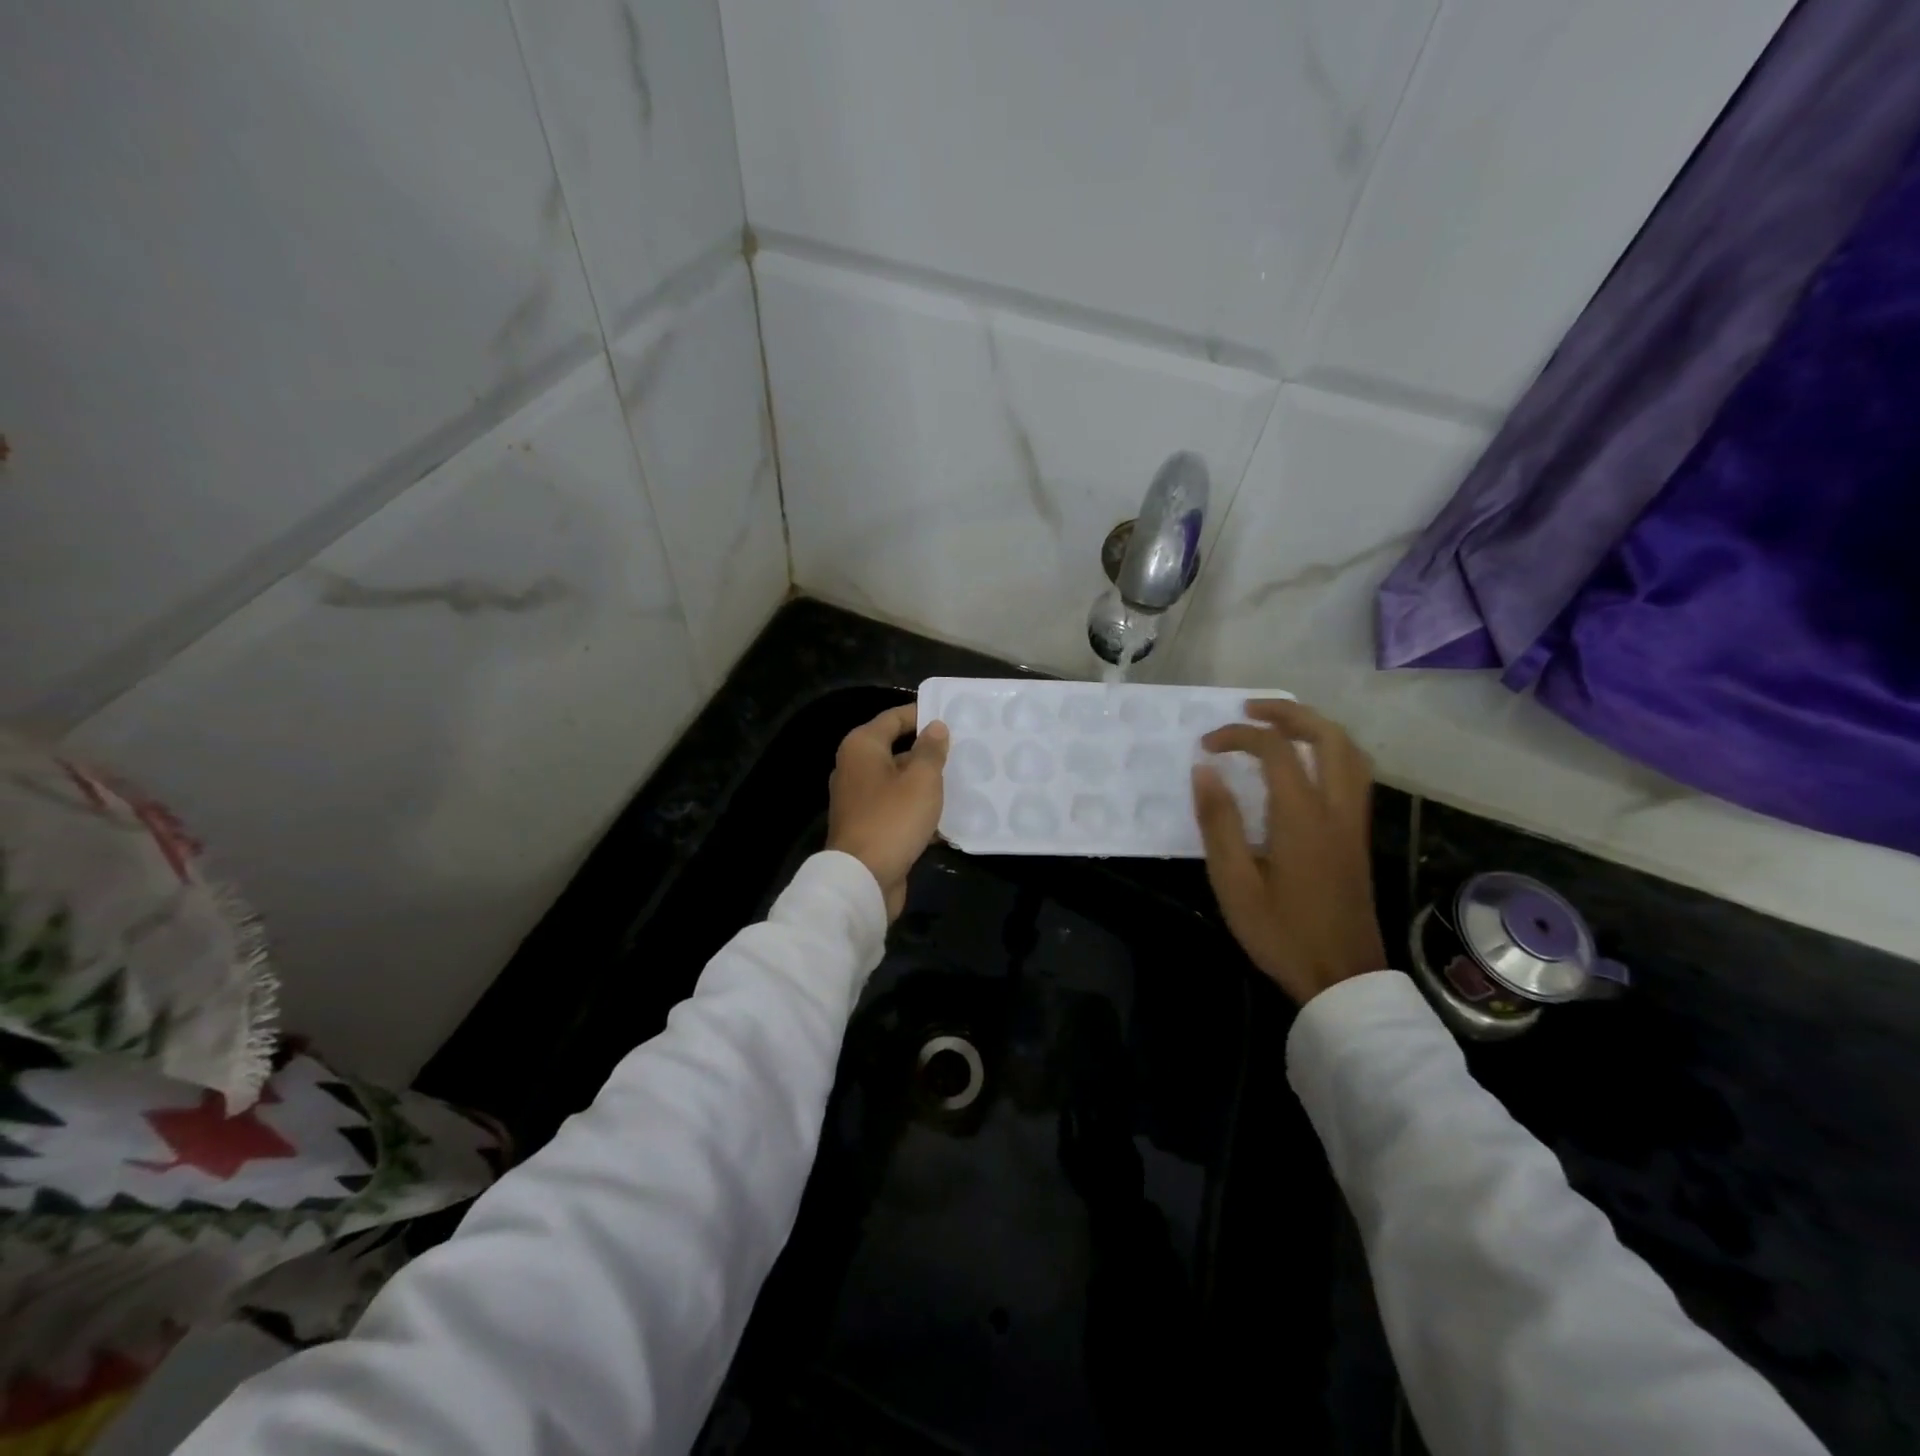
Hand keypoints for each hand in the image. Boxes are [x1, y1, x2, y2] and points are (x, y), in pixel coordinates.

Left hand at [826, 704, 949, 921]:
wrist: (863, 878)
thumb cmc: (893, 819)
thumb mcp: (922, 780)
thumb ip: (931, 750)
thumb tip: (935, 727)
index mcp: (862, 747)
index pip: (894, 718)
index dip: (922, 714)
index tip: (952, 717)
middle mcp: (855, 768)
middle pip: (896, 750)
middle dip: (928, 752)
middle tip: (963, 750)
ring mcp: (859, 800)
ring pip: (899, 782)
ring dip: (926, 784)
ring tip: (962, 782)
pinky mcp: (867, 826)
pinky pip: (897, 808)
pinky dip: (918, 810)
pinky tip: (946, 818)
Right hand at [1191, 700, 1386, 1004]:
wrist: (1342, 977)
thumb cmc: (1280, 932)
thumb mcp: (1234, 882)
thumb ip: (1219, 822)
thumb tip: (1204, 770)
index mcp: (1302, 818)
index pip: (1275, 750)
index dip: (1238, 736)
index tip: (1206, 746)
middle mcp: (1336, 809)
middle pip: (1327, 737)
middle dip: (1289, 714)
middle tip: (1251, 710)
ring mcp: (1354, 823)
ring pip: (1350, 753)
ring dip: (1316, 728)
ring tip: (1280, 726)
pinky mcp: (1358, 837)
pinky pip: (1355, 774)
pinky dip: (1330, 751)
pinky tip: (1305, 765)